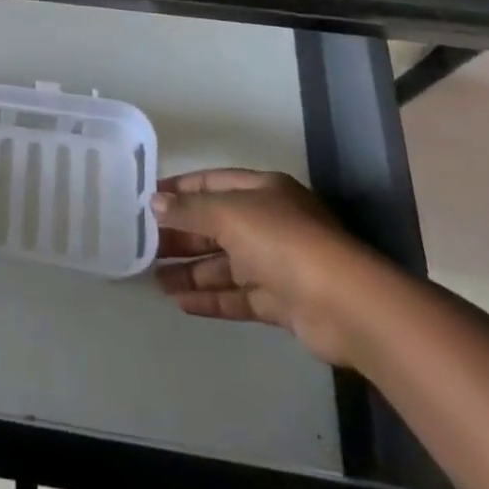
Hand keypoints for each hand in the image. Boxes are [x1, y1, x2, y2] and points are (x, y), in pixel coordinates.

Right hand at [152, 168, 381, 366]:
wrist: (345, 305)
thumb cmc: (283, 241)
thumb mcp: (229, 213)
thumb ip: (189, 209)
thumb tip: (155, 203)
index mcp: (262, 190)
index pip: (212, 183)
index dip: (180, 190)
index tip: (147, 200)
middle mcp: (269, 223)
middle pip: (216, 225)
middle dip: (181, 235)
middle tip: (143, 245)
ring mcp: (277, 265)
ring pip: (224, 265)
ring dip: (190, 271)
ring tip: (153, 279)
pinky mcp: (281, 302)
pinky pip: (237, 297)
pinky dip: (210, 299)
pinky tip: (180, 303)